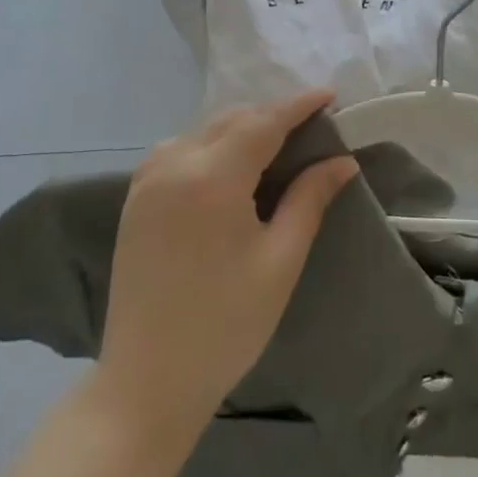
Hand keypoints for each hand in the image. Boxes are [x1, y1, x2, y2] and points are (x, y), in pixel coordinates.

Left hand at [97, 90, 357, 435]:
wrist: (145, 382)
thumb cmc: (225, 325)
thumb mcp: (279, 261)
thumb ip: (310, 200)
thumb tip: (342, 161)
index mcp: (212, 177)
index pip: (264, 122)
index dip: (299, 105)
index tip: (330, 94)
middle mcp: (174, 163)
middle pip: (232, 119)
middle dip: (272, 116)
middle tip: (310, 128)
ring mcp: (147, 179)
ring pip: (204, 130)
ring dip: (241, 128)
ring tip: (275, 146)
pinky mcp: (135, 197)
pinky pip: (179, 148)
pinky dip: (211, 144)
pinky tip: (230, 166)